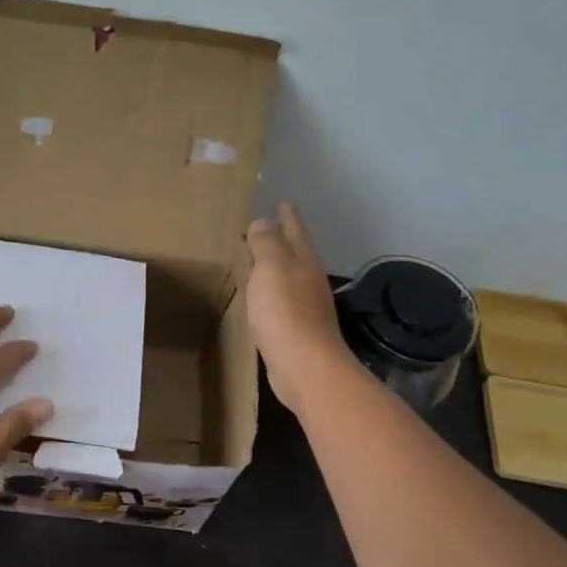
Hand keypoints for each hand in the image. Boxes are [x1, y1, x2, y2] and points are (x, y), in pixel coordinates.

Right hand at [246, 202, 357, 413]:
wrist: (304, 365)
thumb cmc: (285, 311)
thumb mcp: (271, 267)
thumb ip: (266, 243)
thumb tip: (263, 222)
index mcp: (303, 259)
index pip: (294, 229)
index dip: (287, 215)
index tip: (282, 201)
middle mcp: (309, 279)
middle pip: (295, 252)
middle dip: (282, 238)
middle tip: (264, 227)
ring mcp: (306, 306)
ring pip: (289, 276)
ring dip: (276, 267)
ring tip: (257, 260)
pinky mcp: (296, 329)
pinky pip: (282, 301)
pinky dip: (272, 292)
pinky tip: (261, 298)